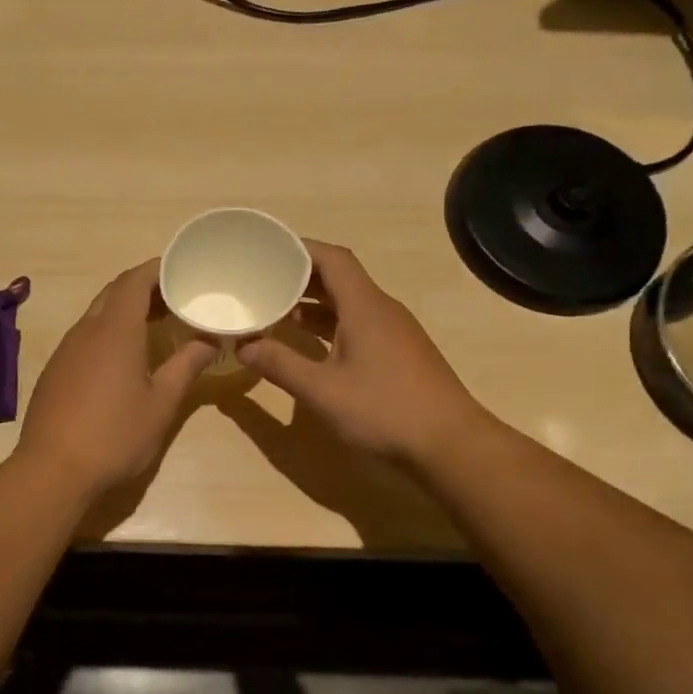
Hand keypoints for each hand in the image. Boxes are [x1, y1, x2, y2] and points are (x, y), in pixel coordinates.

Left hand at [13, 260, 217, 497]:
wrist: (53, 470)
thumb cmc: (115, 435)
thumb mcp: (161, 404)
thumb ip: (186, 366)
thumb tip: (209, 341)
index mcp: (115, 330)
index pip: (134, 281)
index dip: (158, 269)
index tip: (182, 269)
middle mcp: (86, 331)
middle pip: (114, 293)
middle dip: (144, 288)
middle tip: (176, 298)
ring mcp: (66, 350)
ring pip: (97, 314)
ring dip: (125, 311)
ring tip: (156, 325)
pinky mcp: (55, 370)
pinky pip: (85, 336)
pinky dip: (108, 332)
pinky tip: (123, 358)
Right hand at [238, 240, 481, 464]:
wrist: (449, 443)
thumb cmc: (384, 410)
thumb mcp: (322, 390)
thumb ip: (280, 365)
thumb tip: (243, 346)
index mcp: (365, 307)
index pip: (332, 259)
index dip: (300, 249)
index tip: (267, 251)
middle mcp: (381, 310)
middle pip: (339, 278)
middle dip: (300, 276)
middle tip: (262, 281)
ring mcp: (394, 332)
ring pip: (348, 303)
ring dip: (313, 304)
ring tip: (276, 310)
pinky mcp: (398, 353)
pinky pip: (358, 324)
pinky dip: (329, 325)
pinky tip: (309, 344)